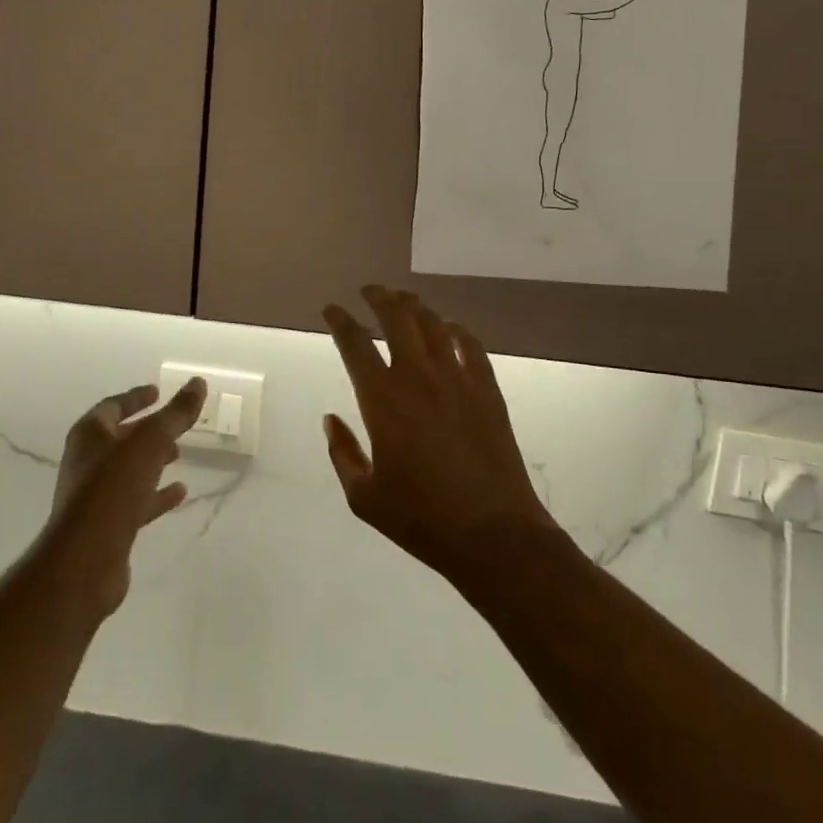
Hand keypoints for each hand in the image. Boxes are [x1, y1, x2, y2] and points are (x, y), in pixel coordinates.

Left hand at [40, 379, 204, 618]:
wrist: (85, 561)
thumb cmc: (113, 488)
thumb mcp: (150, 442)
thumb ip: (175, 413)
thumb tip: (198, 382)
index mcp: (89, 435)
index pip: (113, 406)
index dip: (136, 398)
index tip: (158, 392)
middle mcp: (87, 461)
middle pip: (120, 438)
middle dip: (147, 431)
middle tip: (175, 426)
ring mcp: (95, 495)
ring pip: (128, 470)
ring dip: (153, 461)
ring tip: (180, 455)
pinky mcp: (107, 525)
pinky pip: (135, 501)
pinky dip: (157, 494)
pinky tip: (180, 492)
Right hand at [321, 286, 557, 585]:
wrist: (492, 532)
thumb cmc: (421, 518)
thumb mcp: (364, 497)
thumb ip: (343, 454)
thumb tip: (330, 419)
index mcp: (382, 399)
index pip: (354, 343)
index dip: (340, 320)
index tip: (332, 309)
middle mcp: (417, 376)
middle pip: (396, 317)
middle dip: (379, 297)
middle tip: (370, 290)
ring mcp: (457, 378)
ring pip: (433, 324)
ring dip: (415, 306)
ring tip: (405, 300)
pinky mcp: (487, 389)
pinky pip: (471, 345)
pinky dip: (458, 330)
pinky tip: (451, 328)